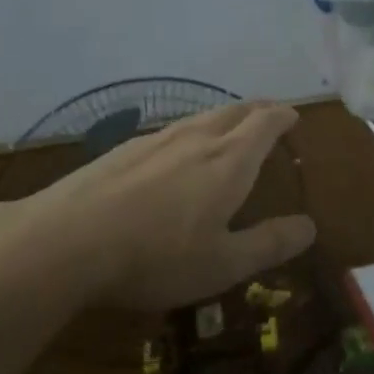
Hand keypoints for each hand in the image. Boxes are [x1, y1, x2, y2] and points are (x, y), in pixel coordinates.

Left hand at [17, 101, 316, 312]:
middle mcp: (195, 140)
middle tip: (268, 114)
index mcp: (229, 161)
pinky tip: (173, 152)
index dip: (282, 117)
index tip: (293, 116)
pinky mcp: (119, 152)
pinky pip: (168, 131)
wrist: (63, 242)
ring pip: (198, 118)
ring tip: (227, 127)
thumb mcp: (224, 264)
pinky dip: (188, 132)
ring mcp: (153, 141)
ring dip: (222, 118)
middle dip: (256, 110)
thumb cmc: (157, 256)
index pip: (264, 124)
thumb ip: (270, 243)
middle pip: (233, 111)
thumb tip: (309, 226)